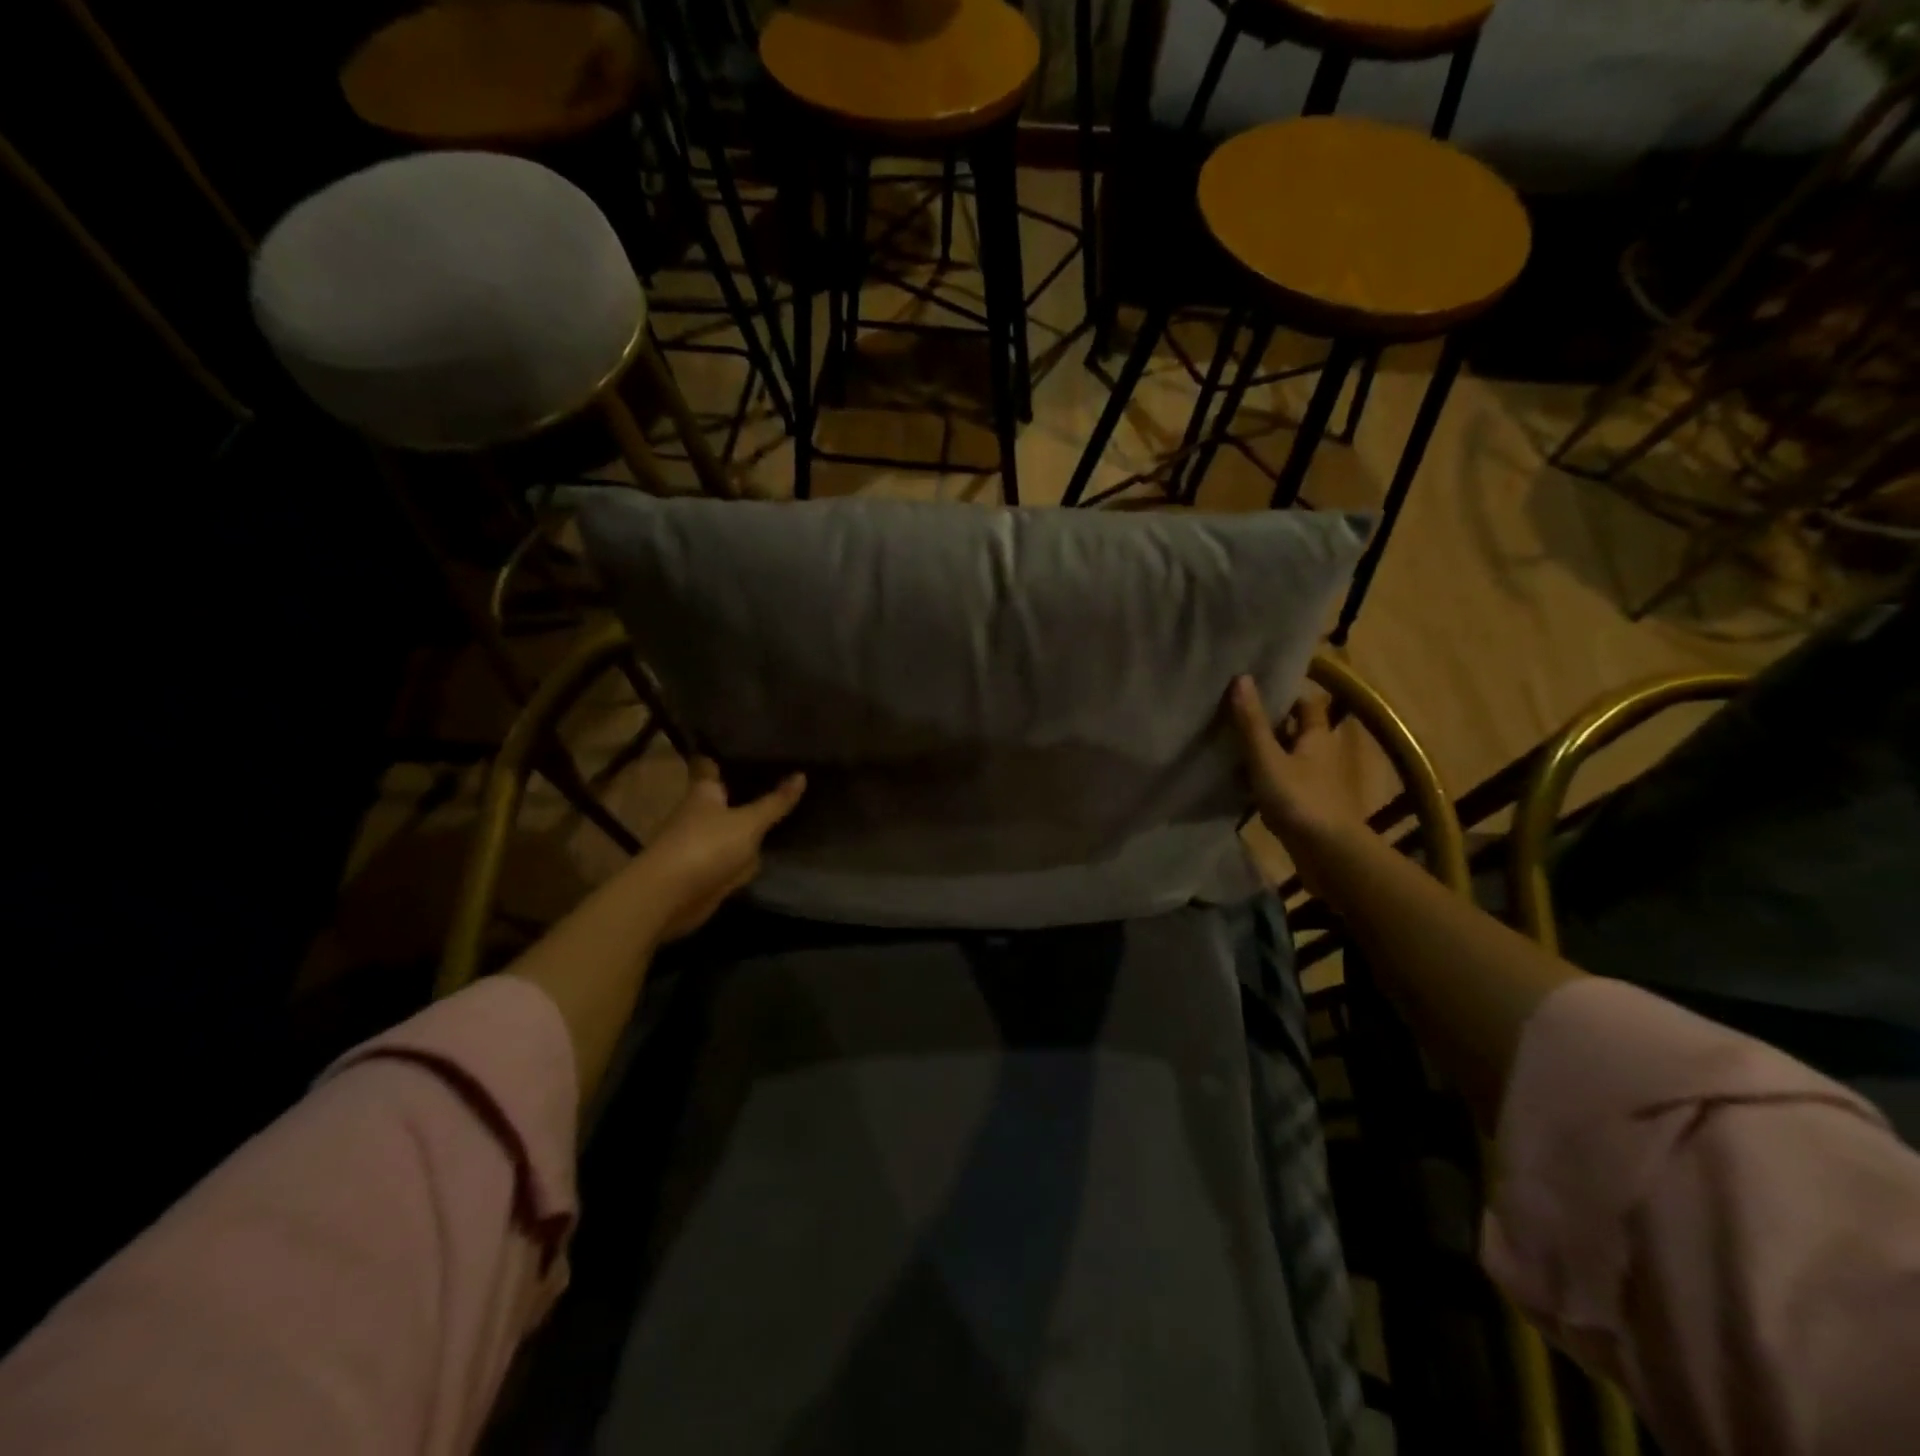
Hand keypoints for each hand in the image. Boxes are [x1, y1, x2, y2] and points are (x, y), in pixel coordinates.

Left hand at [636, 758, 806, 940]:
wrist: (670, 897)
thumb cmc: (706, 846)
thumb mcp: (748, 822)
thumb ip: (775, 803)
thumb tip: (802, 775)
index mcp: (704, 792)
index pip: (709, 764)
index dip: (721, 754)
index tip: (742, 742)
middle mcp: (700, 813)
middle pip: (724, 796)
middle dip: (743, 789)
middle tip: (777, 773)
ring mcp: (702, 843)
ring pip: (731, 827)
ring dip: (748, 824)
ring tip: (781, 808)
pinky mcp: (706, 870)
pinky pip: (733, 856)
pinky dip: (747, 855)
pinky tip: (768, 849)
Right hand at [1226, 675, 1361, 850]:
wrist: (1327, 852)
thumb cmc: (1299, 798)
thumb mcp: (1267, 758)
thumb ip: (1252, 722)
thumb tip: (1241, 677)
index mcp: (1317, 736)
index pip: (1305, 704)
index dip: (1284, 694)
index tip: (1254, 689)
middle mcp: (1319, 754)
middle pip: (1294, 730)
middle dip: (1268, 723)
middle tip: (1233, 715)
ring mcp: (1313, 781)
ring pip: (1286, 757)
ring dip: (1263, 752)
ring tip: (1227, 744)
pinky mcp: (1304, 804)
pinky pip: (1280, 782)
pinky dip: (1262, 779)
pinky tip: (1238, 781)